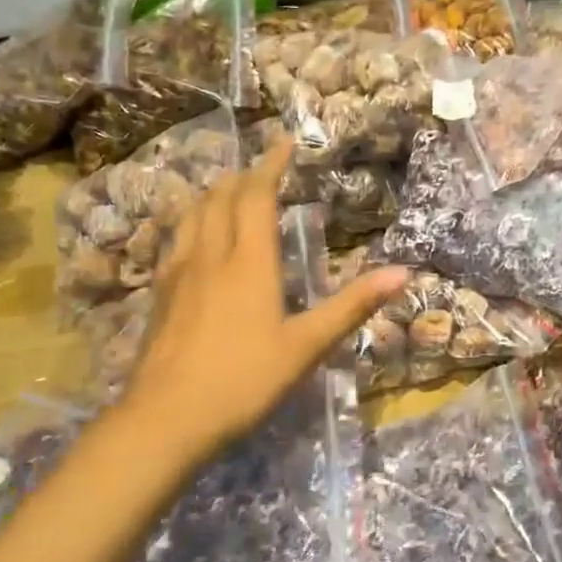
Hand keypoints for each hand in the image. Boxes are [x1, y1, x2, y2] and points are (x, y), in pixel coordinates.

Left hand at [115, 136, 407, 463]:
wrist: (166, 419)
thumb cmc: (244, 381)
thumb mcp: (306, 346)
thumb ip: (352, 307)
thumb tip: (403, 273)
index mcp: (249, 261)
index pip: (257, 196)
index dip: (271, 165)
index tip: (284, 142)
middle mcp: (210, 255)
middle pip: (221, 198)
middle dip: (243, 177)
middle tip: (263, 170)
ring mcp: (177, 274)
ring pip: (192, 215)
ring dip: (213, 195)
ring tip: (228, 192)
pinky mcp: (158, 296)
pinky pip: (175, 241)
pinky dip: (191, 223)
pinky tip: (194, 241)